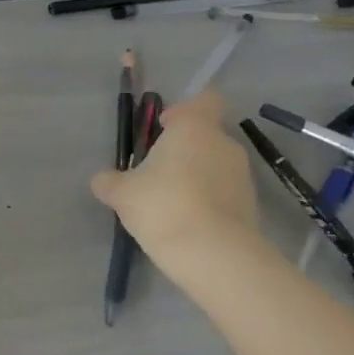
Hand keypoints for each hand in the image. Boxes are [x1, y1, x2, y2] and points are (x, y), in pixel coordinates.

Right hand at [90, 90, 260, 261]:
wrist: (214, 255)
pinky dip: (208, 201)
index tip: (164, 128)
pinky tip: (187, 223)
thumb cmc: (163, 206)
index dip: (184, 110)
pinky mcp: (251, 205)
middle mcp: (224, 144)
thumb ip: (109, 181)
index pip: (204, 99)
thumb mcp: (121, 193)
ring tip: (170, 204)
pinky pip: (224, 193)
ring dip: (196, 177)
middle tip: (156, 173)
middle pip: (205, 135)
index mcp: (194, 128)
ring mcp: (242, 175)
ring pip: (215, 165)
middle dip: (183, 150)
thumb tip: (103, 179)